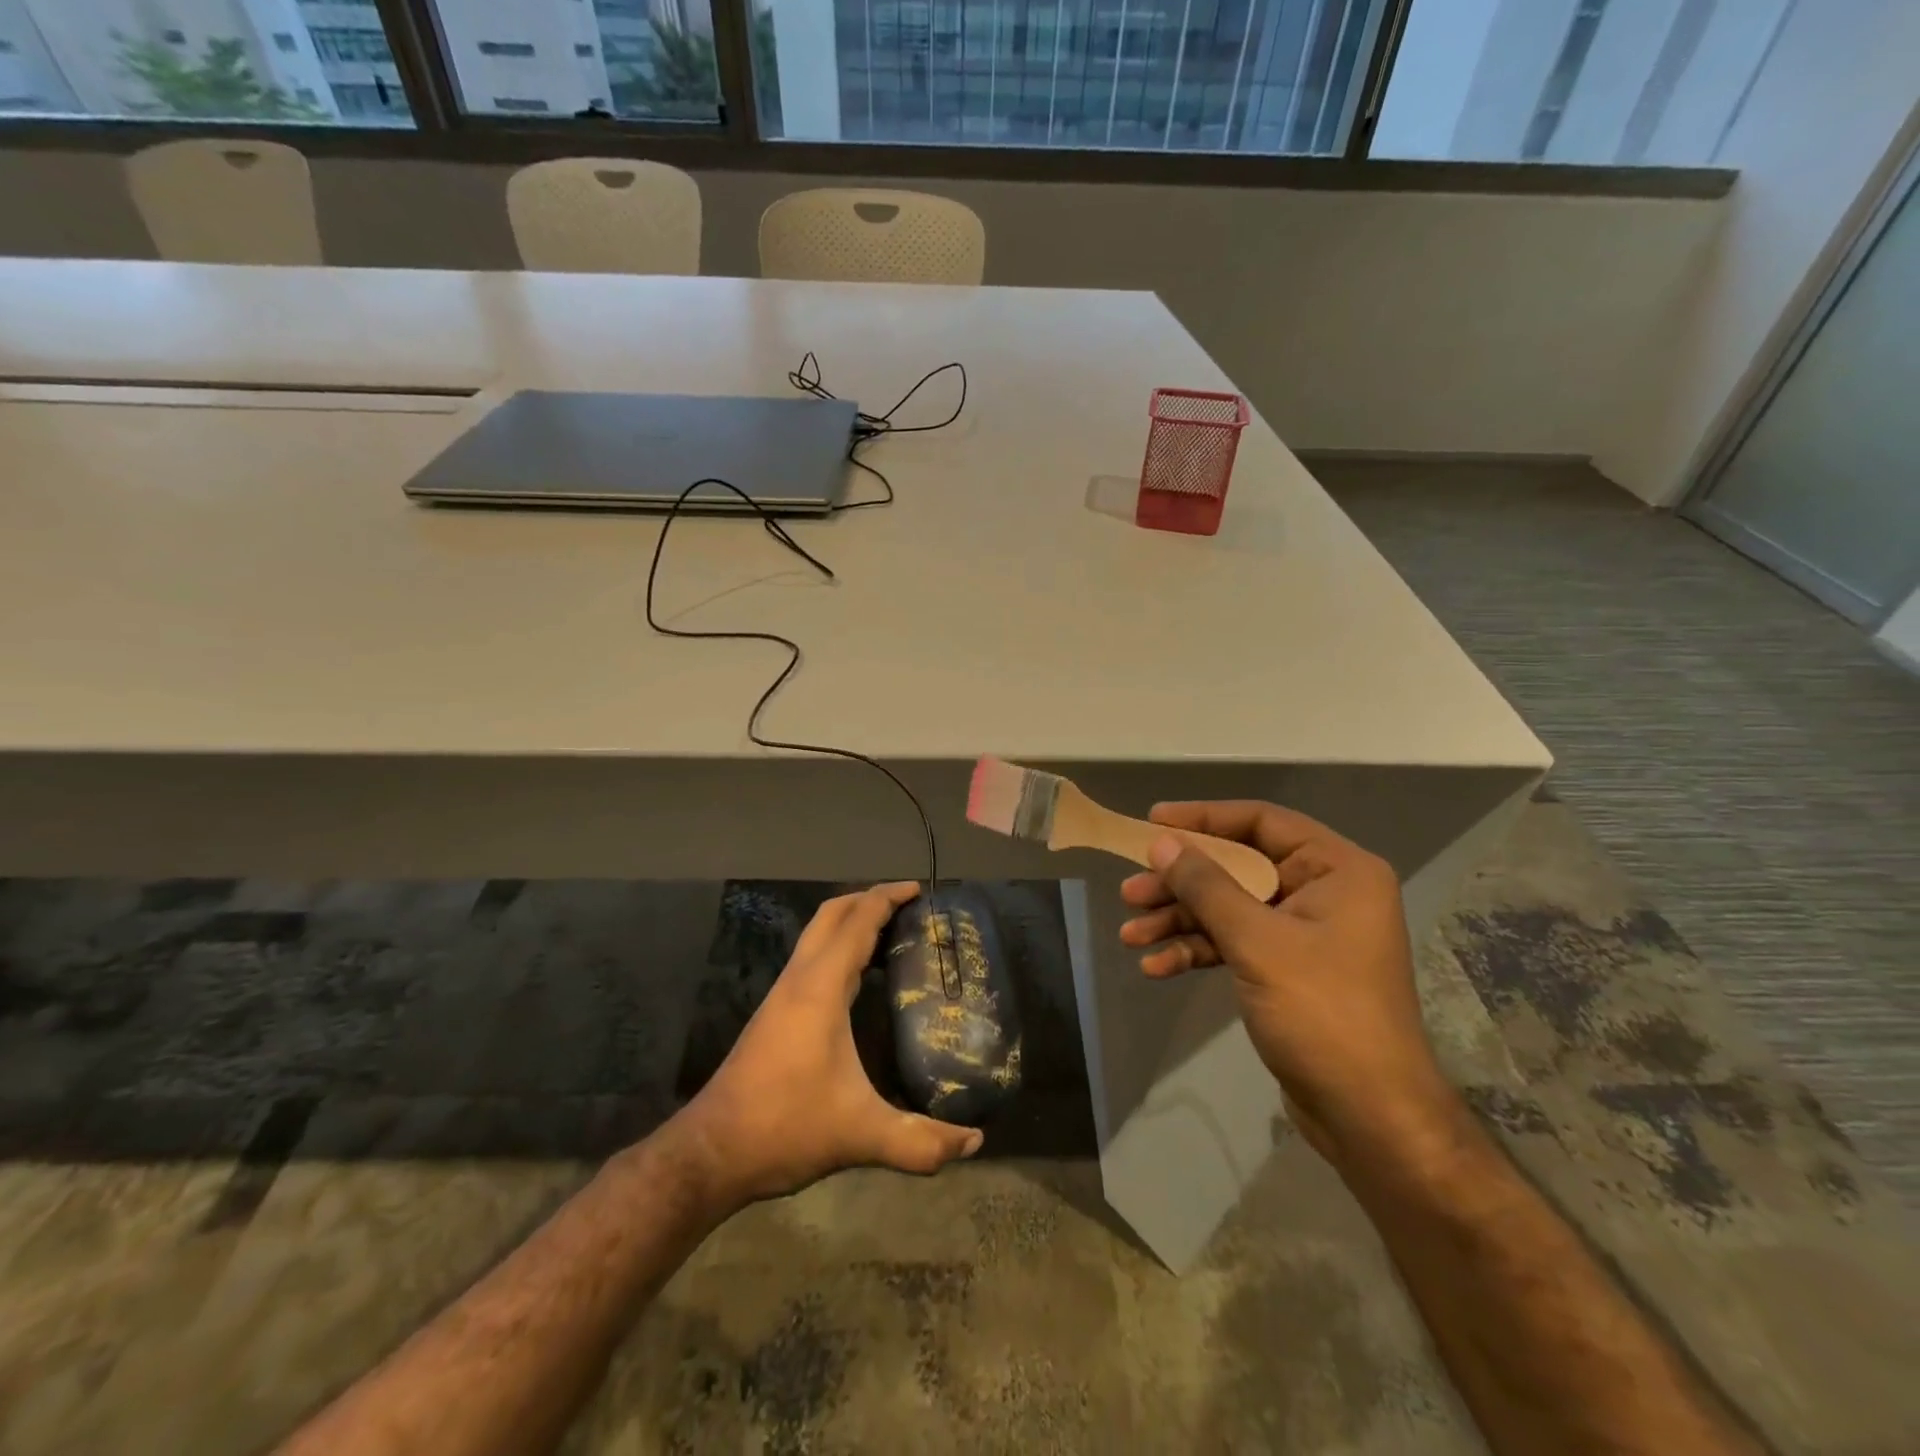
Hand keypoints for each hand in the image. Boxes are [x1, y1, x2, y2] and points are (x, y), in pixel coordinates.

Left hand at [681, 882, 982, 1207]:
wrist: (711, 1153)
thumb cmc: (785, 1127)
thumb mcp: (860, 1134)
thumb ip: (920, 1141)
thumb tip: (975, 1142)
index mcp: (820, 988)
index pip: (857, 922)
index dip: (887, 898)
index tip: (918, 889)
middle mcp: (798, 980)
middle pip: (831, 915)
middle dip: (867, 899)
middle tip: (907, 904)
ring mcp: (780, 996)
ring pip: (815, 936)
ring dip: (849, 923)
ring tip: (889, 934)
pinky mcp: (773, 1014)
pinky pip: (810, 959)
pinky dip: (836, 948)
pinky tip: (856, 980)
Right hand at [1118, 802, 1460, 1170]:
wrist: (1370, 1117)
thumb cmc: (1322, 1014)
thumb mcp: (1257, 942)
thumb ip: (1206, 886)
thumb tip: (1160, 843)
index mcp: (1337, 870)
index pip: (1262, 821)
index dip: (1204, 818)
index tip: (1153, 822)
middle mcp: (1323, 892)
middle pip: (1237, 868)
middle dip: (1180, 883)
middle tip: (1129, 892)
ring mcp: (1304, 933)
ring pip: (1228, 909)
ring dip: (1178, 921)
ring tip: (1130, 935)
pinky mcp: (1287, 970)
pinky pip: (1233, 945)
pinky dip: (1196, 952)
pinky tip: (1157, 968)